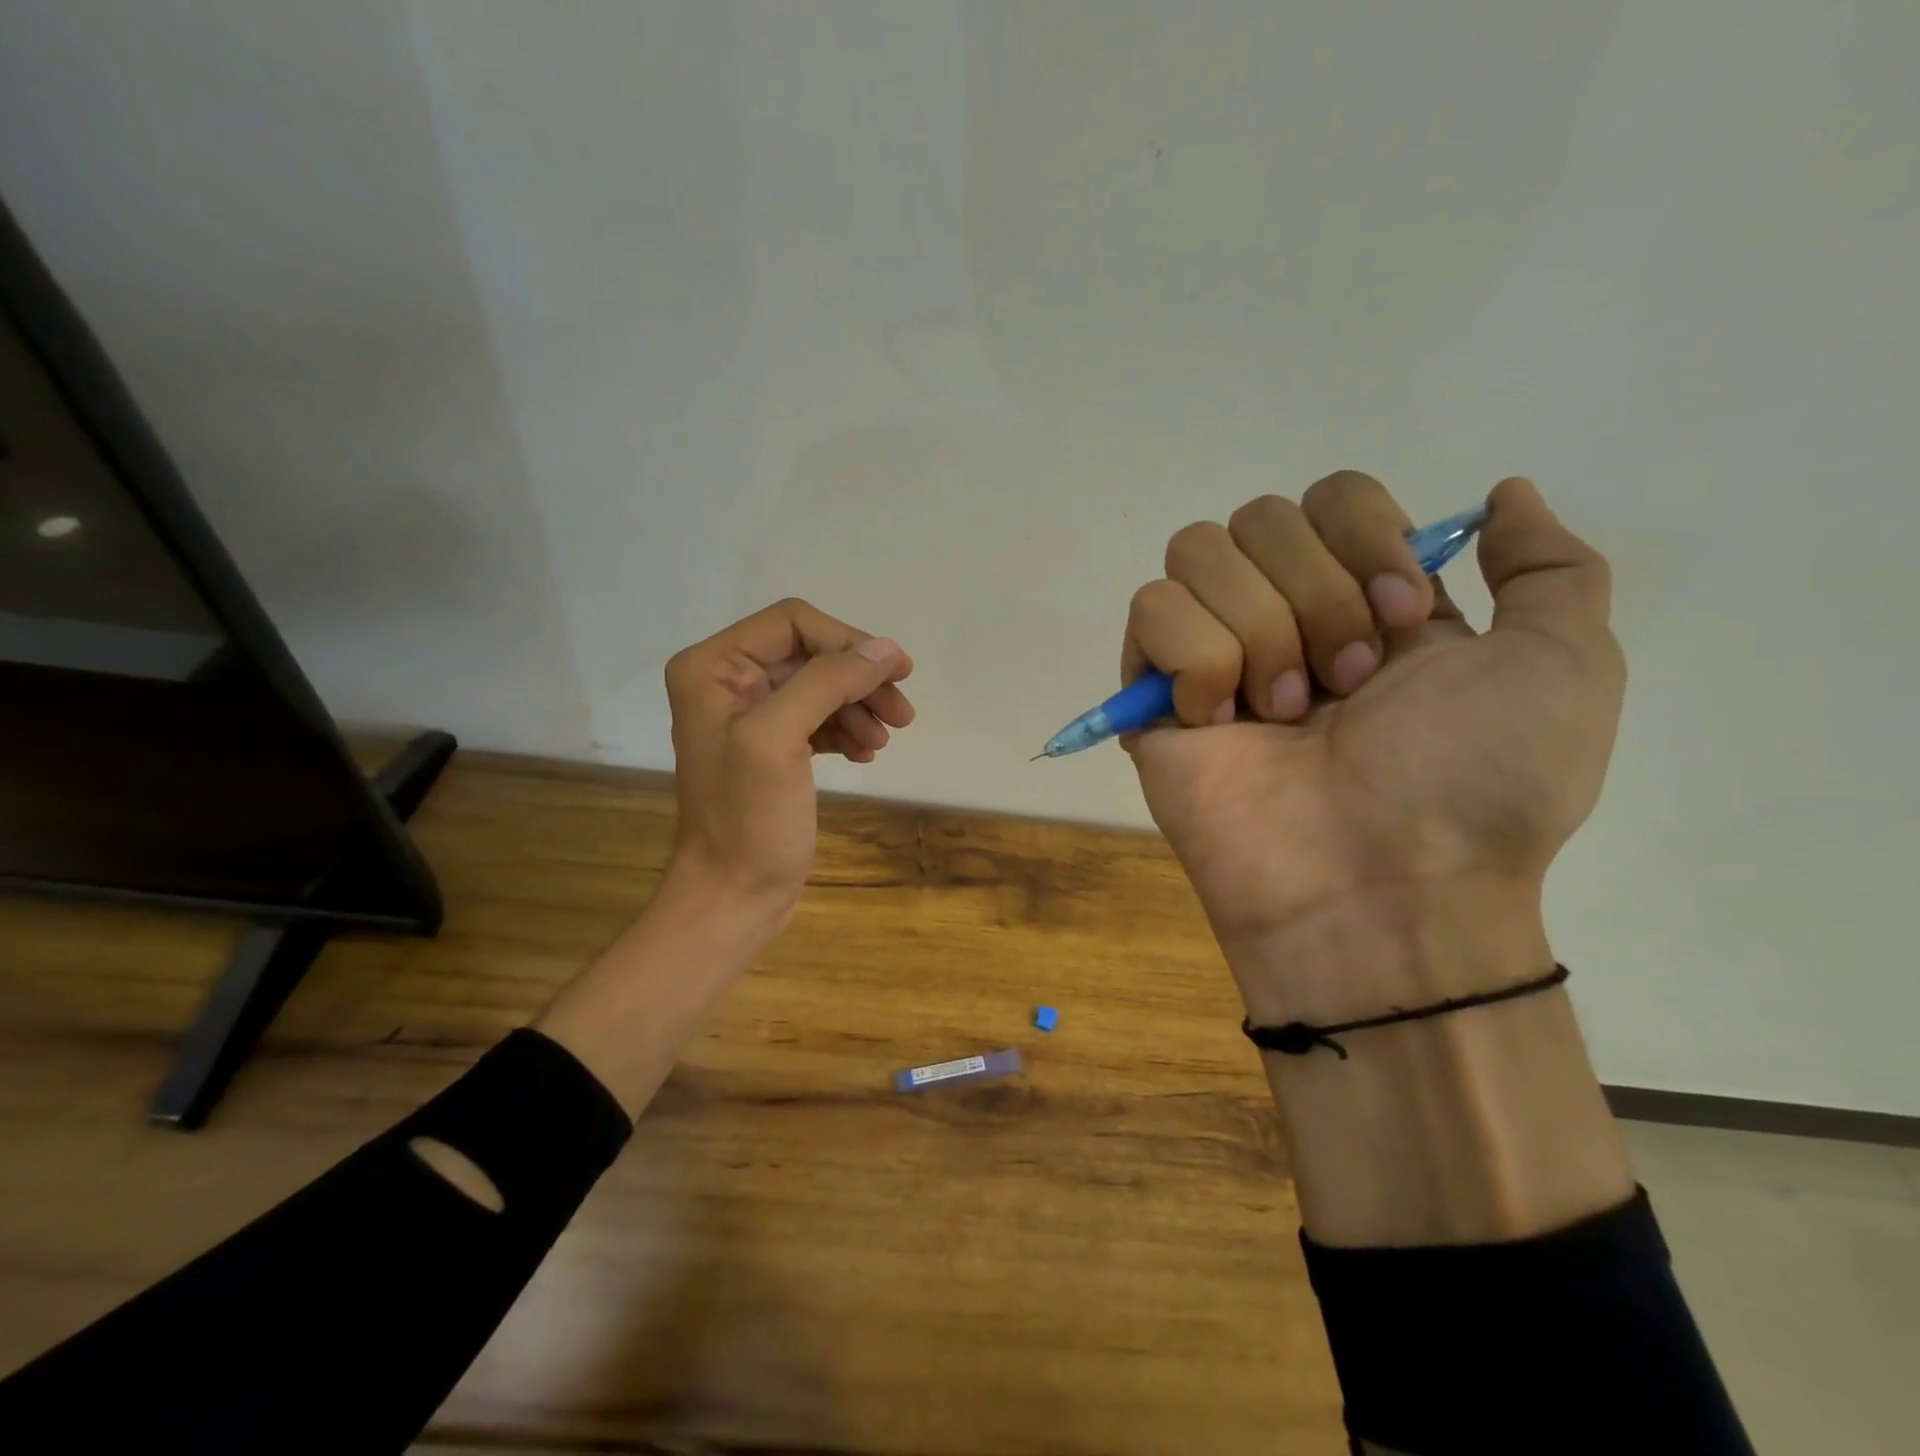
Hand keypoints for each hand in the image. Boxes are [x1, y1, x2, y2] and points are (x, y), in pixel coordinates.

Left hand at [662, 598, 914, 929]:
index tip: (892, 675)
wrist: (733, 896)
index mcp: (713, 667)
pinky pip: (819, 718)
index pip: (793, 623)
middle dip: (859, 678)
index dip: (846, 643)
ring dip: (860, 705)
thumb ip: (828, 682)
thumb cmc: (747, 819)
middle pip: (812, 654)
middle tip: (902, 712)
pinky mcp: (773, 748)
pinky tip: (865, 754)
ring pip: (822, 686)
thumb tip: (885, 650)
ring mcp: (750, 716)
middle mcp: (727, 682)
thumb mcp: (779, 739)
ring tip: (885, 740)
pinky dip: (847, 729)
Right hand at [1124, 473, 1623, 1018]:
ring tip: (1285, 714)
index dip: (1366, 538)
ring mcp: (1211, 652)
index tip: (1406, 619)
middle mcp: (1282, 613)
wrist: (1381, 887)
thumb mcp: (1563, 666)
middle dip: (1316, 596)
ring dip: (1259, 630)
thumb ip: (1549, 567)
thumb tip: (1502, 492)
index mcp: (1364, 598)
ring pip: (1197, 551)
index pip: (1332, 495)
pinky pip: (1152, 611)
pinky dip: (1197, 660)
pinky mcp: (1152, 692)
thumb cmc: (1475, 785)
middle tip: (1348, 686)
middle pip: (1260, 516)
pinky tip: (1220, 722)